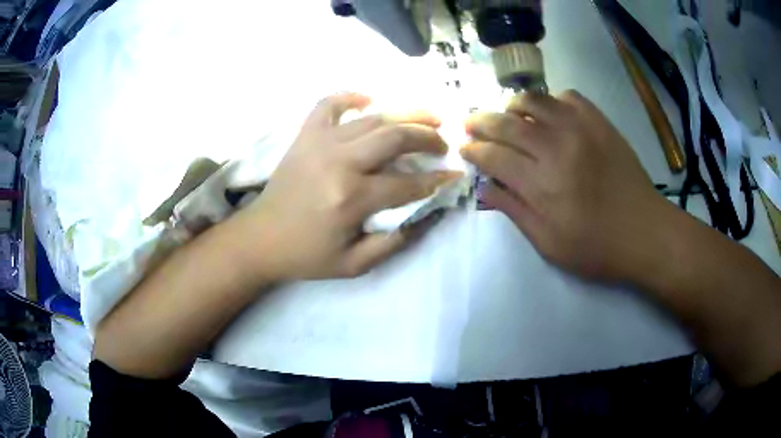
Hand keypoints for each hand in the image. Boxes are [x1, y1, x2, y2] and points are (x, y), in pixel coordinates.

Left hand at [233, 92, 460, 280]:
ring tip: (428, 116)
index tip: (454, 174)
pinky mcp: (305, 135)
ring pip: (373, 118)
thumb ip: (395, 242)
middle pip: (396, 137)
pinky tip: (369, 99)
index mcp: (352, 199)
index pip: (408, 183)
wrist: (260, 239)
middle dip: (428, 138)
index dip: (437, 180)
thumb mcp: (355, 264)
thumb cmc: (307, 255)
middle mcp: (339, 162)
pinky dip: (351, 96)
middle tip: (443, 143)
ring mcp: (320, 143)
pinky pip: (329, 103)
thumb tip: (428, 215)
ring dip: (406, 114)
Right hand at [461, 90, 666, 282]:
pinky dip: (551, 101)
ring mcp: (581, 130)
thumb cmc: (597, 248)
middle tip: (471, 125)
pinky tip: (550, 115)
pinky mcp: (600, 123)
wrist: (645, 233)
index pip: (494, 157)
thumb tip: (485, 188)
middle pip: (507, 123)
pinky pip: (568, 96)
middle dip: (481, 122)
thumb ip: (515, 212)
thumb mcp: (549, 245)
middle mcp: (558, 149)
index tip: (464, 149)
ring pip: (534, 100)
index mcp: (542, 185)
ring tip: (508, 116)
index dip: (474, 151)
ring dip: (512, 106)